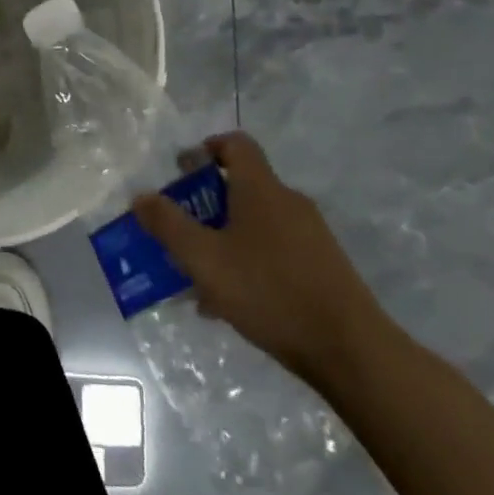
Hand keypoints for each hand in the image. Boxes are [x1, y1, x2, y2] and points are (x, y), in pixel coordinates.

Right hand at [133, 131, 386, 386]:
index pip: (235, 144)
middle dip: (206, 205)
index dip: (206, 148)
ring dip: (224, 238)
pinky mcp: (323, 266)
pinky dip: (248, 261)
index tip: (182, 171)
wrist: (352, 350)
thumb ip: (168, 225)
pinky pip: (275, 249)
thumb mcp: (204, 259)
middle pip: (241, 186)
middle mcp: (288, 201)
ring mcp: (310, 235)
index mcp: (260, 188)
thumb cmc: (270, 291)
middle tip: (181, 232)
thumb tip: (141, 196)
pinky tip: (233, 303)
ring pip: (255, 223)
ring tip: (200, 276)